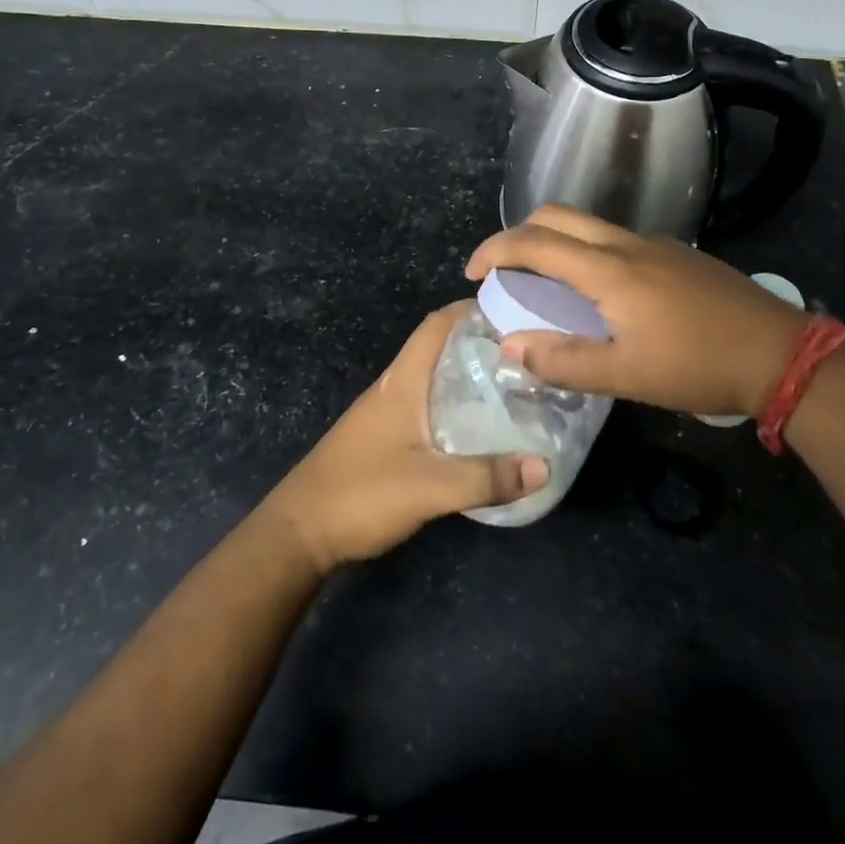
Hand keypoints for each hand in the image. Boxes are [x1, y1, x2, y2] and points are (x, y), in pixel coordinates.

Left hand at [261, 302, 549, 572]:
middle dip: (481, 345)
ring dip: (470, 378)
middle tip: (528, 355)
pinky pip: (429, 409)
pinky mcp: (385, 440)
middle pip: (440, 350)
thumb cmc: (361, 494)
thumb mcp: (430, 487)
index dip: (471, 309)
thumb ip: (487, 477)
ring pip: (435, 381)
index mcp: (402, 382)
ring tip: (515, 388)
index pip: (437, 325)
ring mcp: (387, 415)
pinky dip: (457, 408)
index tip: (514, 311)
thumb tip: (546, 465)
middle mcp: (394, 388)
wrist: (299, 534)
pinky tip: (481, 431)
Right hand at [466, 205, 805, 418]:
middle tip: (504, 272)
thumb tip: (509, 345)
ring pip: (588, 225)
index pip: (534, 242)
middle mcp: (626, 244)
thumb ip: (562, 360)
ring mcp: (655, 244)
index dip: (494, 250)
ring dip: (555, 242)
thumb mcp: (625, 375)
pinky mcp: (676, 254)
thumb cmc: (697, 366)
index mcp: (608, 269)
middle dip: (520, 234)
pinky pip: (615, 239)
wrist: (779, 353)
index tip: (472, 273)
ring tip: (546, 285)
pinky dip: (587, 252)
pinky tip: (601, 294)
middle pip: (558, 216)